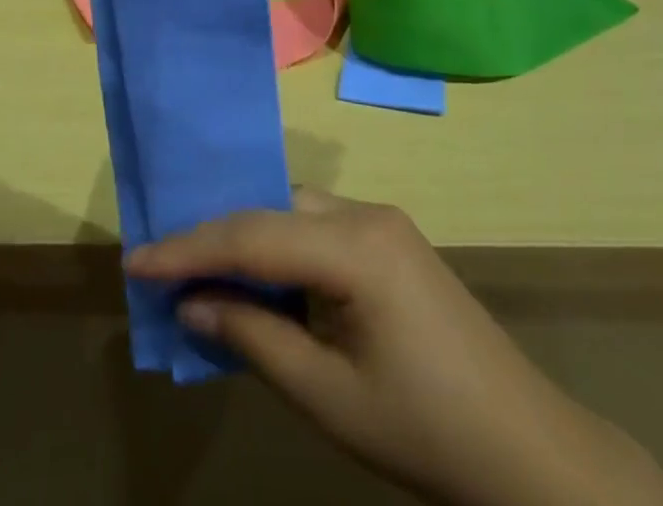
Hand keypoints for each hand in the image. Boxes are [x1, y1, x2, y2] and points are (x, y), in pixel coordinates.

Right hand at [126, 191, 662, 505]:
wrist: (528, 452)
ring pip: (294, 212)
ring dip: (247, 238)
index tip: (134, 259)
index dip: (189, 247)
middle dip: (214, 235)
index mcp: (356, 245)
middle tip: (161, 261)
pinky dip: (280, 247)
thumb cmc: (425, 432)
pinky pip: (318, 228)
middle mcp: (367, 213)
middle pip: (272, 210)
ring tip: (197, 267)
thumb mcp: (327, 395)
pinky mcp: (391, 240)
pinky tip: (258, 275)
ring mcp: (383, 222)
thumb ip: (254, 336)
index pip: (253, 233)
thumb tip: (190, 302)